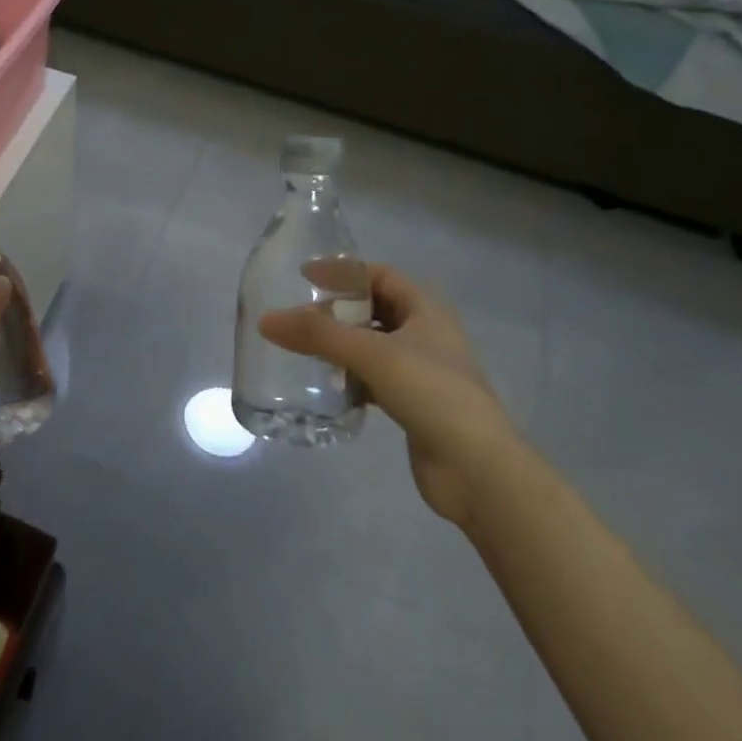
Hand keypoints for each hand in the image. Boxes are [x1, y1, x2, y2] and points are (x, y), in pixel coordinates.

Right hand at [260, 263, 517, 526]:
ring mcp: (421, 371)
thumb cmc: (431, 394)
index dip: (344, 272)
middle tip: (298, 316)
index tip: (304, 276)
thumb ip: (318, 335)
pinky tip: (326, 387)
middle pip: (374, 309)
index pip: (380, 275)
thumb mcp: (372, 354)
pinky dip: (350, 378)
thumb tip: (265, 319)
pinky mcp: (413, 403)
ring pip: (372, 346)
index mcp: (426, 309)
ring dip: (341, 346)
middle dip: (338, 310)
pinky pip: (373, 379)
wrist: (476, 468)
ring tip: (304, 349)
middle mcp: (426, 333)